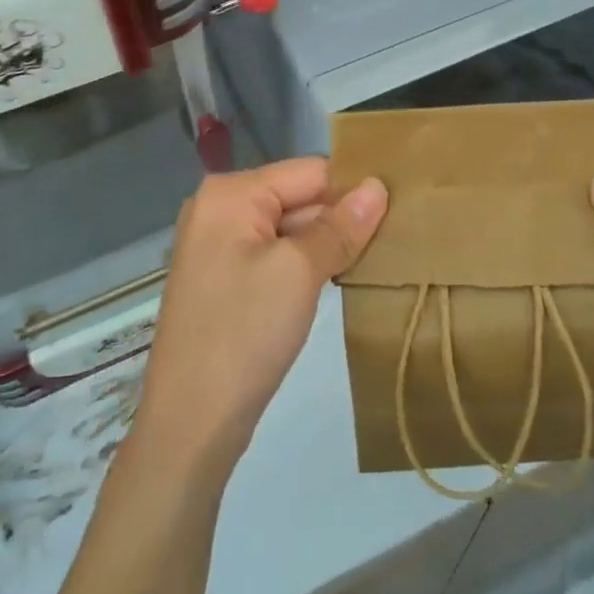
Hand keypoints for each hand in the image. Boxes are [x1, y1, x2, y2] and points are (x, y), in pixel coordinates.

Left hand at [132, 159, 387, 479]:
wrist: (191, 422)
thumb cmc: (244, 333)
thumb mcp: (299, 271)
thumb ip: (339, 226)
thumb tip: (377, 186)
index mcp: (230, 193)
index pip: (308, 171)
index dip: (353, 187)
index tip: (402, 205)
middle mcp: (220, 209)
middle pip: (298, 197)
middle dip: (342, 216)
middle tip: (400, 234)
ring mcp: (220, 246)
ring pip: (290, 229)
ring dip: (329, 242)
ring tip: (380, 254)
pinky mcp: (227, 280)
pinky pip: (277, 255)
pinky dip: (308, 263)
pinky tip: (342, 276)